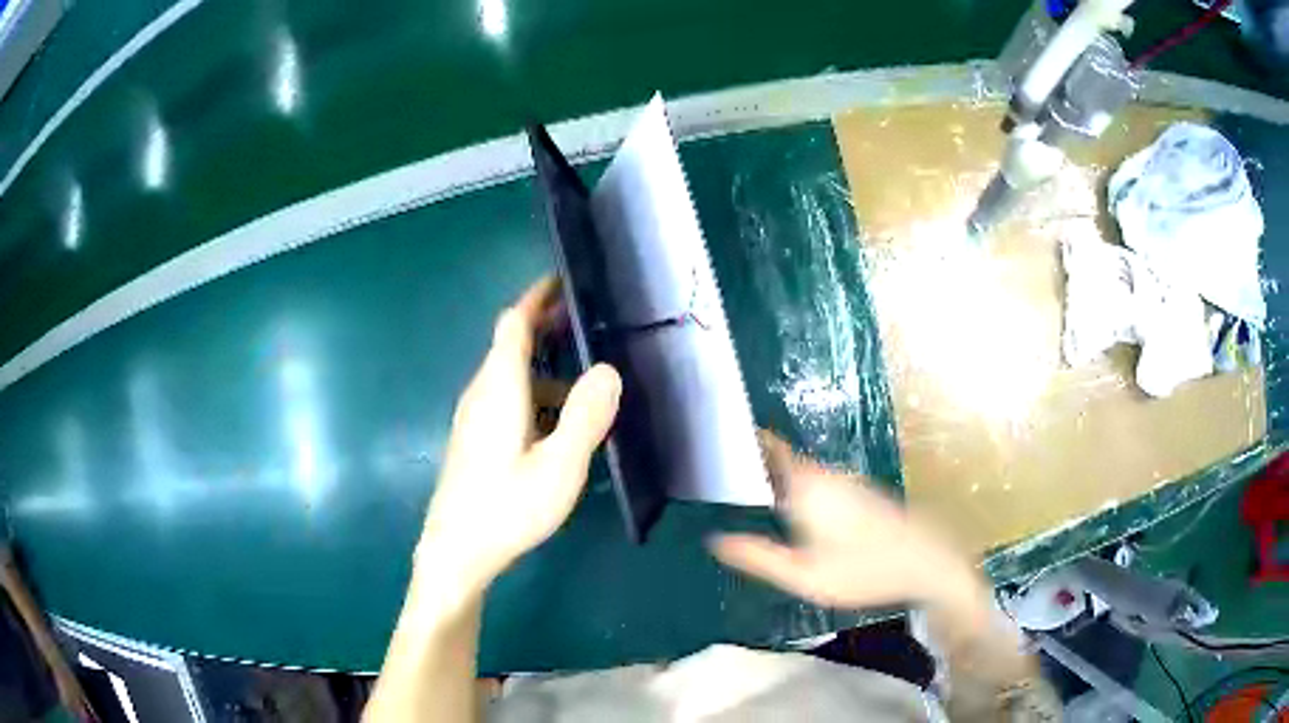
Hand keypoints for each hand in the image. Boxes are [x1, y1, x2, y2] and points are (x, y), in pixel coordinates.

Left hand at [418, 276, 621, 592]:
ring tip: (589, 381)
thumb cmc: (506, 509)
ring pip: (511, 376)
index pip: (514, 322)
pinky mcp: (475, 440)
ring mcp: (474, 418)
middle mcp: (481, 393)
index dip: (538, 297)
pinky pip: (507, 399)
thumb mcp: (559, 467)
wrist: (455, 553)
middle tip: (591, 326)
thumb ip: (586, 416)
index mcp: (499, 388)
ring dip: (546, 367)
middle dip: (547, 328)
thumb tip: (608, 369)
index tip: (566, 281)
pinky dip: (536, 394)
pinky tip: (560, 424)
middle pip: (511, 344)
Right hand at [711, 433, 984, 612]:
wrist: (926, 563)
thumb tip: (715, 540)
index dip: (745, 439)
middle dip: (755, 464)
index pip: (770, 446)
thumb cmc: (863, 570)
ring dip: (778, 479)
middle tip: (721, 479)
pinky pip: (819, 485)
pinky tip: (793, 517)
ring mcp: (847, 483)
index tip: (716, 442)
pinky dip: (799, 491)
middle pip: (783, 460)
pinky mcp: (861, 495)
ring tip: (747, 496)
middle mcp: (827, 474)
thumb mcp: (803, 575)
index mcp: (808, 485)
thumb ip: (758, 557)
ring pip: (803, 474)